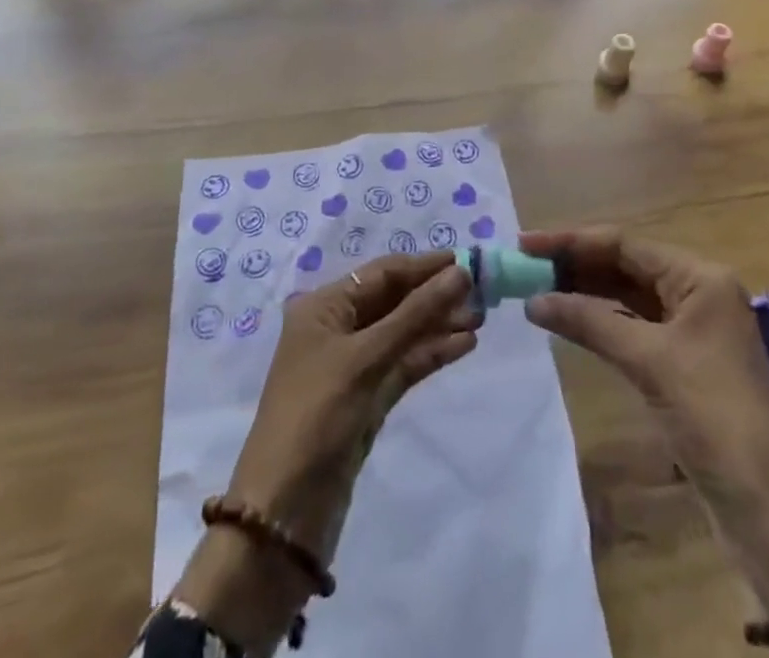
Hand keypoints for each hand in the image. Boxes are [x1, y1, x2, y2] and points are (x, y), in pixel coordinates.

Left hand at [174, 254, 475, 653]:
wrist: (286, 508)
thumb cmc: (318, 413)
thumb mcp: (366, 357)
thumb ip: (415, 313)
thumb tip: (460, 272)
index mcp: (323, 306)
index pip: (382, 273)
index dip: (424, 266)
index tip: (468, 260)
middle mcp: (337, 327)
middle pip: (394, 300)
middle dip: (435, 295)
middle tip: (482, 293)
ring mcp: (352, 364)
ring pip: (402, 332)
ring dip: (438, 324)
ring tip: (480, 319)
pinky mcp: (367, 397)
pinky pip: (403, 363)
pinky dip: (430, 353)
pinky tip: (463, 345)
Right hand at [520, 228, 768, 486]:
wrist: (768, 509)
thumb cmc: (714, 417)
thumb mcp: (649, 362)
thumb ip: (590, 322)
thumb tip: (533, 301)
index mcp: (700, 277)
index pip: (625, 244)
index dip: (572, 241)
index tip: (527, 243)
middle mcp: (698, 292)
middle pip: (626, 265)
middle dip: (576, 264)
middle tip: (525, 267)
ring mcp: (692, 327)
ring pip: (629, 296)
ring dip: (586, 292)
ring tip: (538, 288)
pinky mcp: (685, 361)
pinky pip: (635, 326)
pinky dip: (603, 321)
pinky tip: (571, 320)